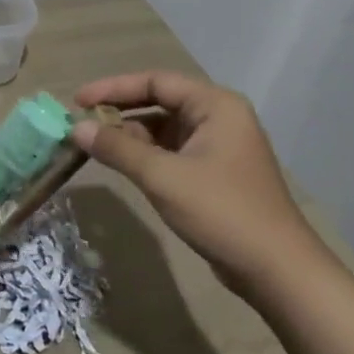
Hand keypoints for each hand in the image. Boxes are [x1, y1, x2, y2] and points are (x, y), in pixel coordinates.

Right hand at [72, 71, 330, 298]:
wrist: (278, 272)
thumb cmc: (222, 212)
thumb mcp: (162, 176)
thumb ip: (117, 148)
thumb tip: (75, 128)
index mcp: (215, 105)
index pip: (155, 81)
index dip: (113, 88)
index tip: (78, 101)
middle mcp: (219, 117)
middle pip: (159, 101)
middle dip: (119, 112)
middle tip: (81, 123)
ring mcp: (218, 146)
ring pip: (163, 128)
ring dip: (129, 135)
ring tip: (94, 146)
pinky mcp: (214, 173)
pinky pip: (171, 151)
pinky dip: (144, 155)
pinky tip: (121, 165)